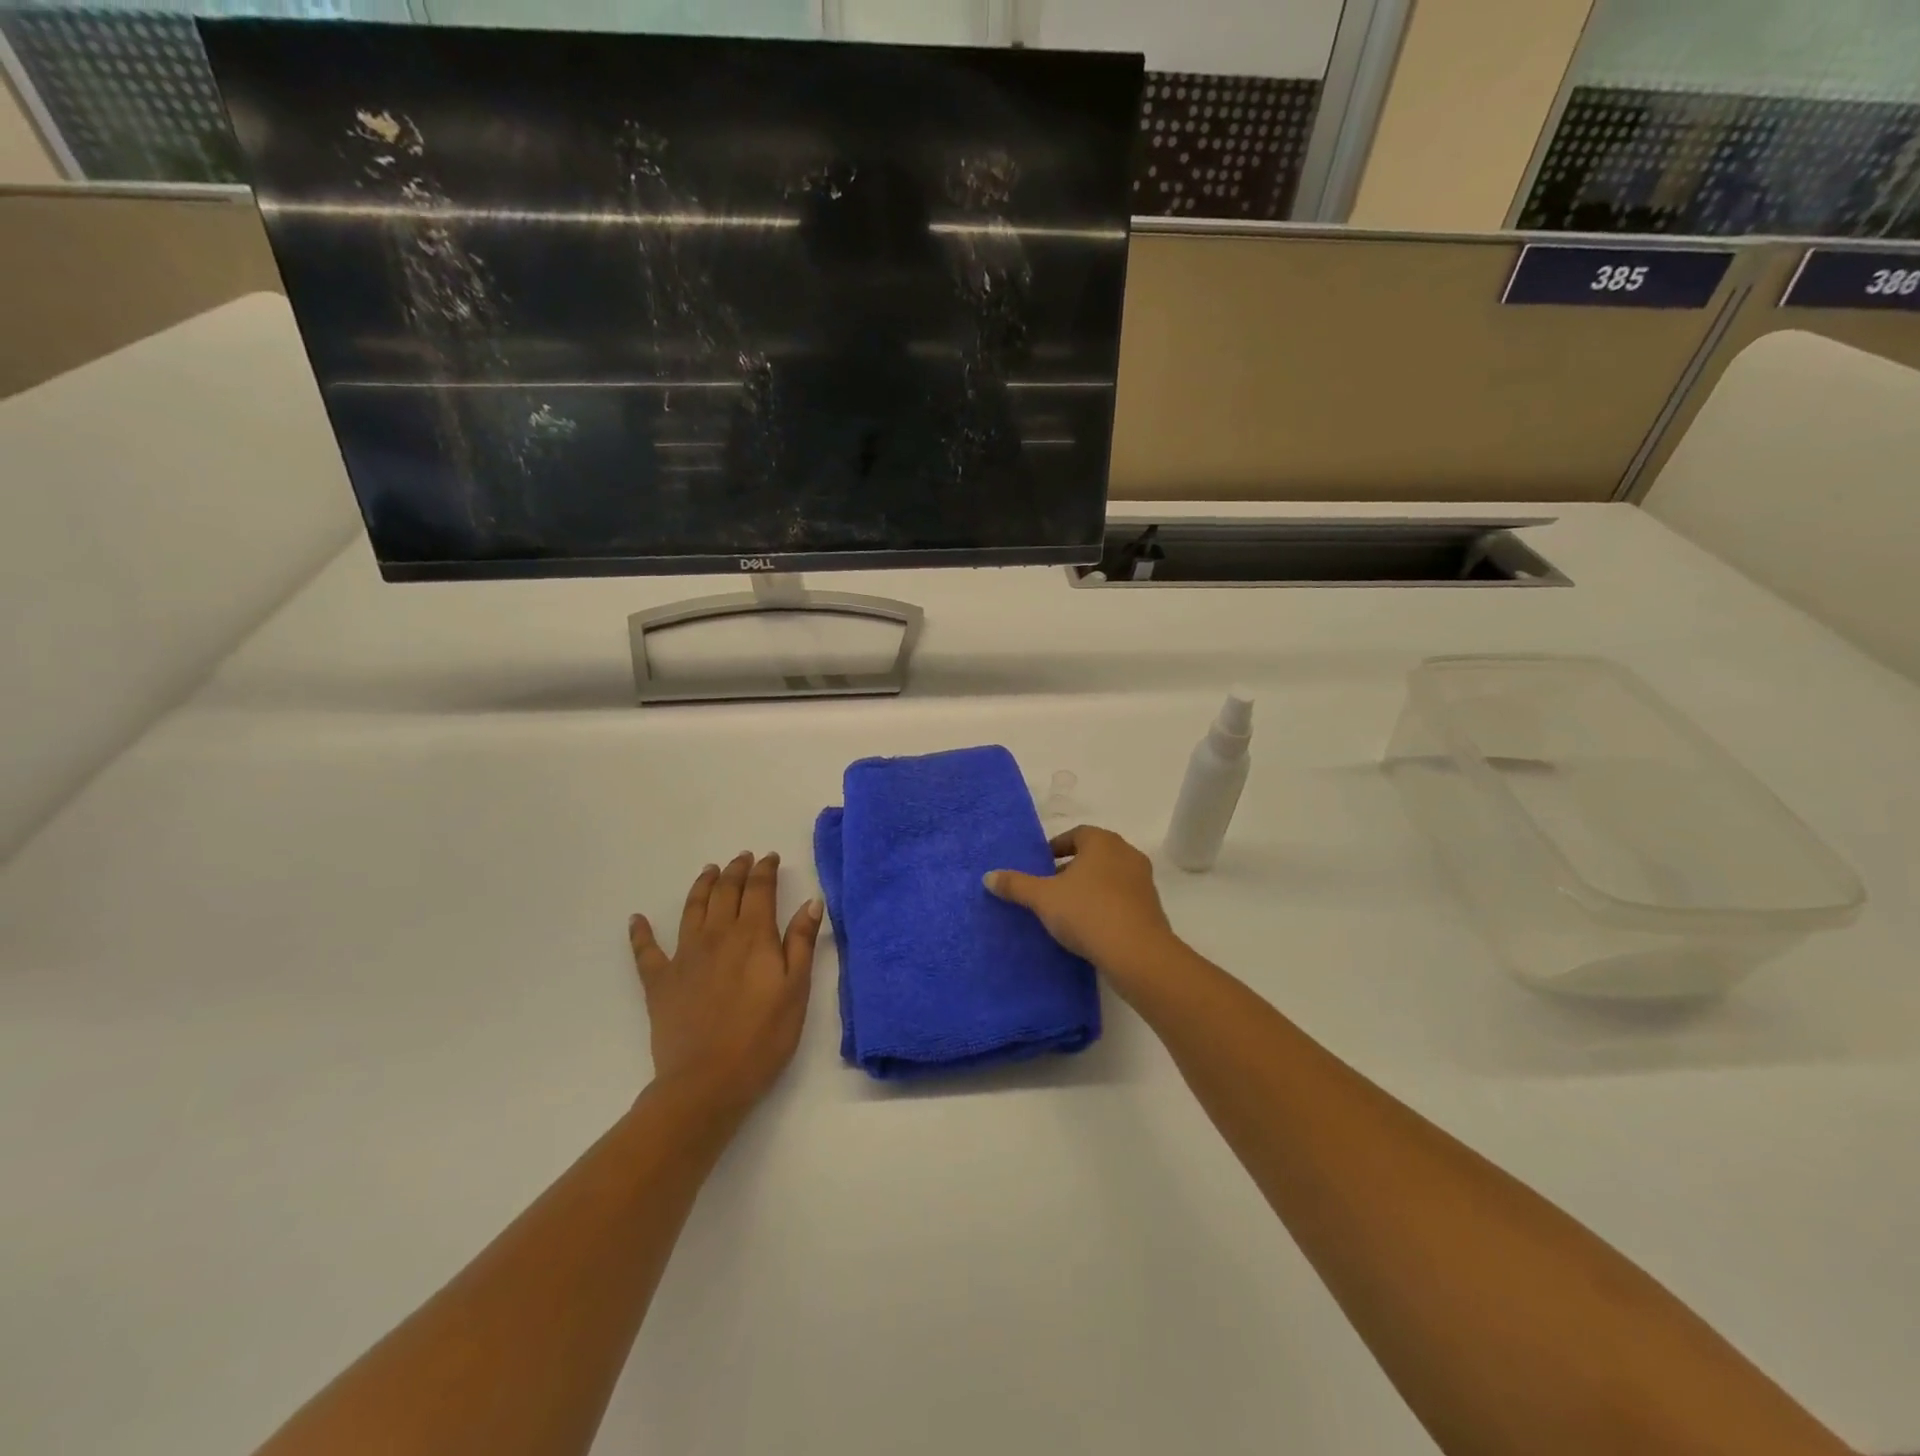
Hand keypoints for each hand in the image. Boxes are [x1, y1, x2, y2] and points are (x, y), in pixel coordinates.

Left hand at [629, 852, 822, 1120]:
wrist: (707, 1082)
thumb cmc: (763, 1037)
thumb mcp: (796, 990)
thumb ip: (801, 943)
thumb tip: (811, 902)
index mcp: (753, 935)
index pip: (759, 890)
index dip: (765, 870)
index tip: (770, 858)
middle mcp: (717, 935)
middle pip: (726, 892)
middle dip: (736, 871)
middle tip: (743, 858)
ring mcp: (684, 956)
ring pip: (692, 908)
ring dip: (702, 886)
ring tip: (709, 871)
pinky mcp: (659, 982)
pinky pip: (646, 950)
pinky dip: (641, 933)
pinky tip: (637, 919)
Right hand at [984, 825, 1183, 994]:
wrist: (1137, 953)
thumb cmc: (1087, 912)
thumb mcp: (1043, 898)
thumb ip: (1016, 884)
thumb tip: (988, 876)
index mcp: (1102, 842)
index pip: (1076, 834)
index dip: (1056, 847)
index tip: (1041, 865)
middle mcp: (1127, 854)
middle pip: (1093, 855)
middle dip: (1071, 869)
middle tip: (1049, 888)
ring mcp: (1143, 881)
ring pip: (1109, 877)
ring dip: (1089, 888)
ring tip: (1067, 910)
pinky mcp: (1151, 908)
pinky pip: (1122, 899)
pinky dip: (1105, 905)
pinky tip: (1090, 927)